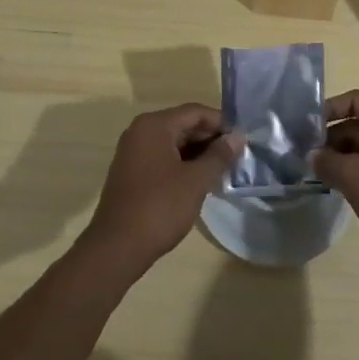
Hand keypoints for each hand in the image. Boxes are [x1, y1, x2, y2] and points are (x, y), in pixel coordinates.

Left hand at [80, 104, 241, 280]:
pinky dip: (182, 164)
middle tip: (236, 156)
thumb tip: (238, 137)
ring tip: (222, 169)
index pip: (195, 112)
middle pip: (183, 125)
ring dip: (197, 153)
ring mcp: (133, 152)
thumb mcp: (196, 181)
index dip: (221, 123)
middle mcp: (140, 131)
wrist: (116, 247)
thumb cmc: (159, 208)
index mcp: (154, 125)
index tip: (242, 139)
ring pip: (173, 143)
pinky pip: (162, 158)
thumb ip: (219, 156)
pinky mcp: (131, 172)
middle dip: (210, 139)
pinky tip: (199, 181)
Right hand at [312, 89, 358, 286]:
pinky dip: (353, 173)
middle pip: (358, 124)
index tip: (305, 128)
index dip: (329, 109)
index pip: (355, 100)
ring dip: (340, 157)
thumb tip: (312, 156)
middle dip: (331, 138)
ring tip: (315, 173)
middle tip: (304, 155)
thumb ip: (327, 161)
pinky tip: (335, 187)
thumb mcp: (354, 177)